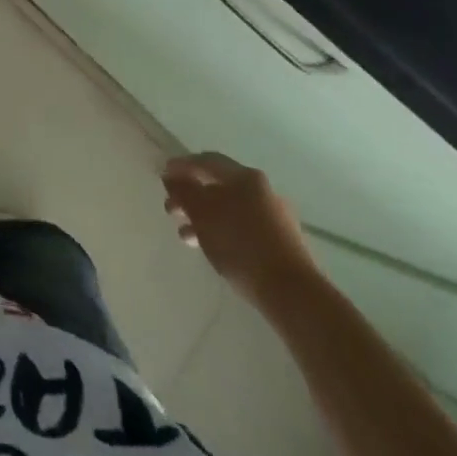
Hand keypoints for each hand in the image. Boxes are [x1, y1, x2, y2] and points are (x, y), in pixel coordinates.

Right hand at [163, 151, 320, 305]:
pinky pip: (243, 228)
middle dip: (191, 196)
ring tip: (186, 236)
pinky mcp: (281, 243)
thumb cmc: (241, 244)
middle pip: (218, 186)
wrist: (293, 294)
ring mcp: (275, 217)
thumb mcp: (202, 213)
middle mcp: (261, 190)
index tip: (163, 176)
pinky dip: (223, 232)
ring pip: (230, 209)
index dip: (182, 166)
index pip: (206, 161)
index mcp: (244, 176)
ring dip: (205, 218)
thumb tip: (171, 176)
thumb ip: (183, 191)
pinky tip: (213, 249)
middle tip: (171, 209)